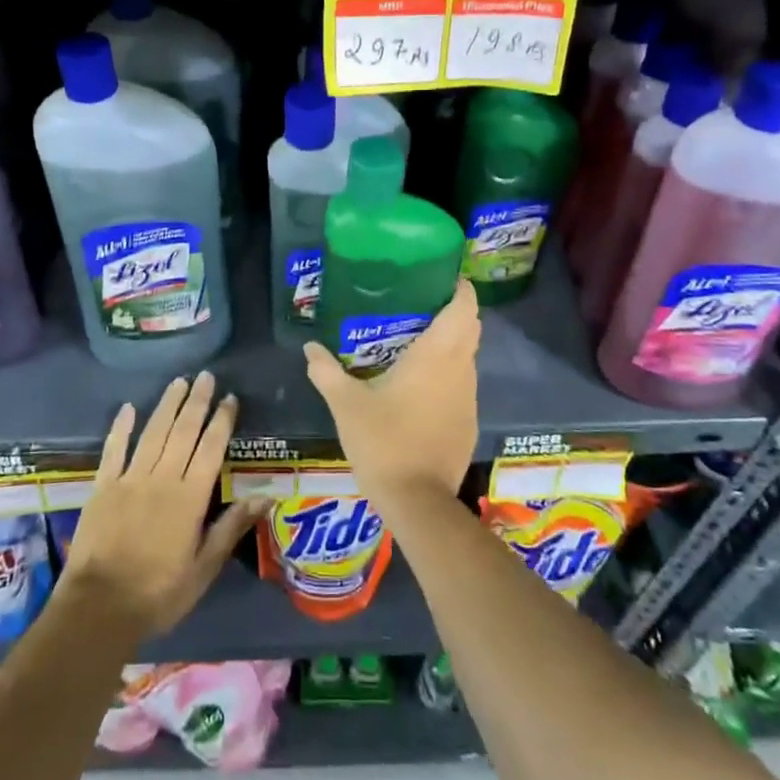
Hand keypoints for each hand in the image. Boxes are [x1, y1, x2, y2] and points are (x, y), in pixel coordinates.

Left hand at [58, 371, 264, 637]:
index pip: (211, 448)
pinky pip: (113, 450)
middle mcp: (162, 479)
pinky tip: (129, 407)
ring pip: (153, 432)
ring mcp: (130, 479)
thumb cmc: (159, 593)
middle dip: (197, 402)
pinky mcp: (103, 487)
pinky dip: (121, 427)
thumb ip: (231, 528)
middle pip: (183, 431)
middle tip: (206, 376)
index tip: (230, 398)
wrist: (99, 608)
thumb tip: (266, 496)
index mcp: (190, 498)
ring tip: (179, 382)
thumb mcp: (204, 569)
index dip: (222, 420)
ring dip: (167, 405)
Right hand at [303, 280, 480, 508]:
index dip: (459, 288)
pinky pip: (462, 384)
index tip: (440, 277)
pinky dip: (448, 373)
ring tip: (415, 339)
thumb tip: (310, 348)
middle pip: (470, 328)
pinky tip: (420, 383)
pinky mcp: (468, 423)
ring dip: (450, 343)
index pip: (464, 308)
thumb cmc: (384, 442)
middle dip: (453, 311)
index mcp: (437, 355)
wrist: (418, 502)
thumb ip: (326, 372)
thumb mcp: (346, 405)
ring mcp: (468, 398)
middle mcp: (460, 370)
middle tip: (419, 304)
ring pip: (467, 357)